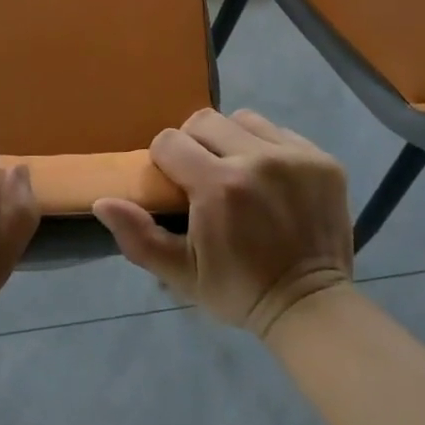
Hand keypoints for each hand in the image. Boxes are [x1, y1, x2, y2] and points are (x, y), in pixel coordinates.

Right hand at [93, 109, 352, 337]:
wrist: (310, 305)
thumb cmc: (239, 289)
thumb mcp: (181, 274)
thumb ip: (138, 236)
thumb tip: (103, 201)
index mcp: (218, 186)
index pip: (170, 141)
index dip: (163, 160)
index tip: (174, 185)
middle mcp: (257, 159)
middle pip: (204, 120)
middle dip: (194, 143)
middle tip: (202, 175)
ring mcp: (294, 156)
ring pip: (243, 120)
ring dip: (231, 140)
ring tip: (237, 171)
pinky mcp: (322, 160)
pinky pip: (281, 133)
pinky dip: (268, 149)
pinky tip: (271, 180)